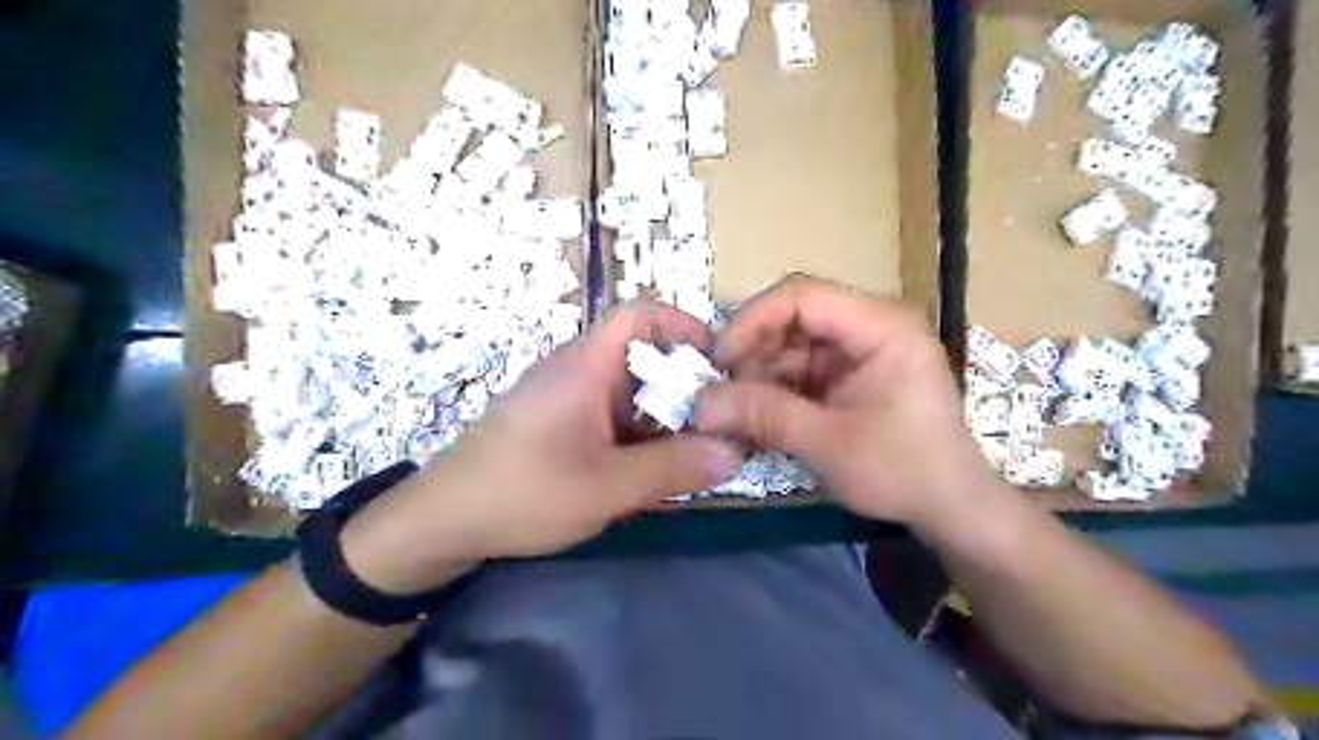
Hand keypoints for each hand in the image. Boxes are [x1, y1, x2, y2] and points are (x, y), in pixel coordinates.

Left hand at [337, 296, 738, 591]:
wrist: (442, 522)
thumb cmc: (521, 494)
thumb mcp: (606, 488)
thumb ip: (673, 469)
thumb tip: (735, 452)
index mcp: (586, 366)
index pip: (641, 314)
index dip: (685, 326)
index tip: (718, 365)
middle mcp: (577, 370)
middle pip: (644, 356)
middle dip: (685, 386)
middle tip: (717, 423)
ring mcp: (566, 397)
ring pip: (631, 390)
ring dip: (663, 416)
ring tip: (693, 451)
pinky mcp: (559, 422)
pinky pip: (611, 415)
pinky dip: (638, 434)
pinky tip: (650, 469)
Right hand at [696, 275, 995, 535]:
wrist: (951, 508)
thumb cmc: (903, 471)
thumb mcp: (829, 444)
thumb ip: (764, 416)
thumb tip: (699, 405)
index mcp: (881, 326)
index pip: (803, 296)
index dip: (752, 320)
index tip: (719, 360)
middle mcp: (871, 325)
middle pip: (794, 317)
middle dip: (753, 352)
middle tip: (721, 391)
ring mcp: (861, 349)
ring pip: (792, 344)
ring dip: (760, 374)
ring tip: (734, 410)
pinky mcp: (851, 373)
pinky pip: (802, 368)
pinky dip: (776, 388)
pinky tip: (757, 415)